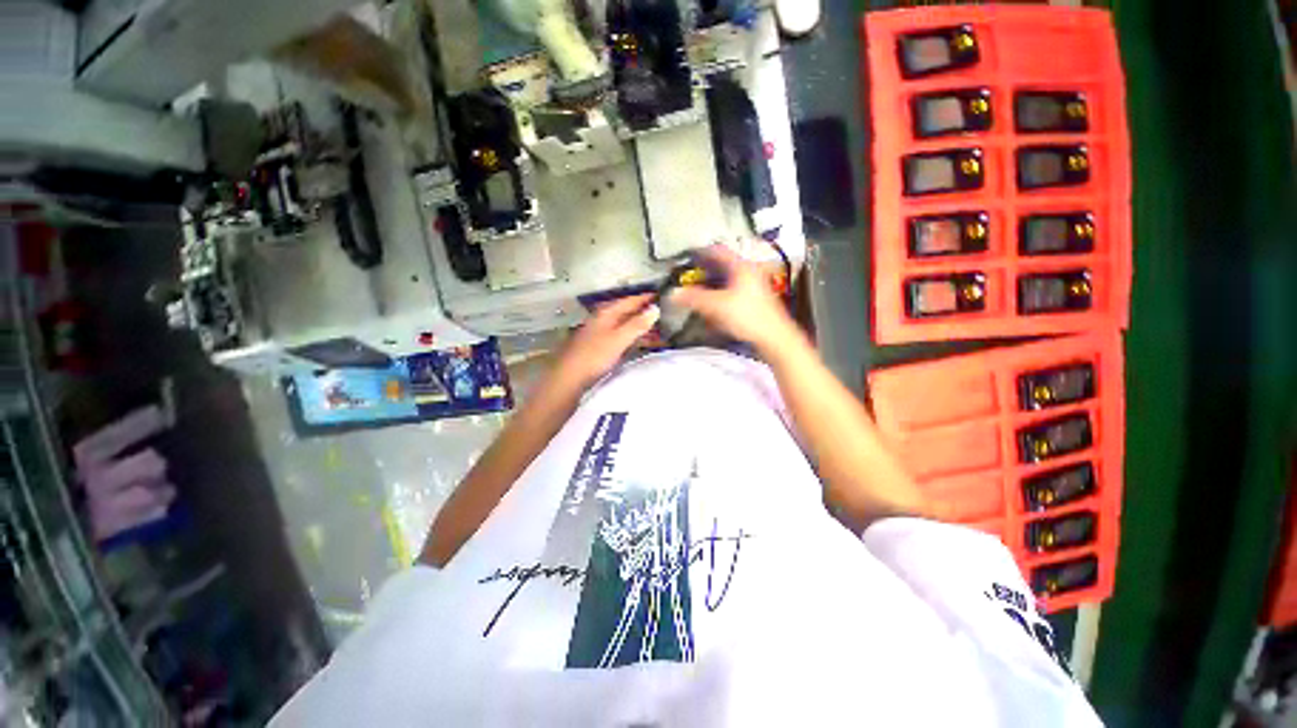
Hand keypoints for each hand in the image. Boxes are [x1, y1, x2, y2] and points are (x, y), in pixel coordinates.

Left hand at [554, 293, 659, 387]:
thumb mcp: (619, 339)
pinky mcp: (602, 346)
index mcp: (607, 313)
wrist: (571, 377)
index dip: (646, 298)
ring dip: (642, 327)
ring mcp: (602, 332)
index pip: (630, 300)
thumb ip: (637, 324)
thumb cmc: (595, 355)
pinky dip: (635, 337)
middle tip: (666, 315)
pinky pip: (623, 337)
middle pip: (628, 312)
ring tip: (660, 331)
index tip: (664, 295)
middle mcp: (604, 319)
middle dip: (646, 313)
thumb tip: (656, 308)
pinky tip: (644, 343)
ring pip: (626, 325)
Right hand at [669, 245, 800, 353]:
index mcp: (741, 267)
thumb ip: (693, 299)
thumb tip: (674, 294)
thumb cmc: (749, 317)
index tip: (689, 255)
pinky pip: (733, 291)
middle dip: (705, 270)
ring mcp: (753, 286)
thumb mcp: (716, 306)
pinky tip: (714, 306)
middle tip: (691, 274)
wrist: (773, 336)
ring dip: (712, 283)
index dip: (702, 251)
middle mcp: (748, 272)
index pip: (718, 251)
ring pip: (728, 279)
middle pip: (722, 265)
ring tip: (699, 289)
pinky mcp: (753, 300)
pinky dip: (720, 294)